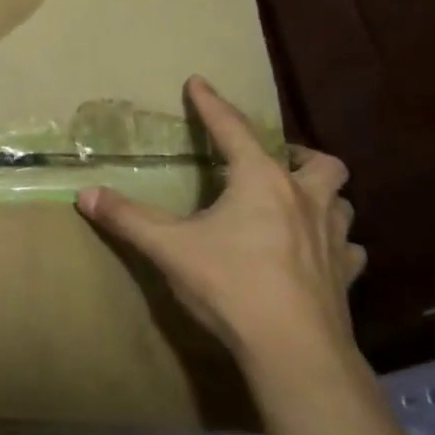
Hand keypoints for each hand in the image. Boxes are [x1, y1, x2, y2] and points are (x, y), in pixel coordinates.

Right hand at [76, 76, 364, 365]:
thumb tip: (86, 194)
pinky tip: (317, 254)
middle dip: (296, 154)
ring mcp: (333, 240)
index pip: (232, 130)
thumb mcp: (169, 248)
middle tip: (270, 162)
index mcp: (261, 183)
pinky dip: (334, 244)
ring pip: (341, 202)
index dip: (212, 104)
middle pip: (319, 162)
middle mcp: (304, 201)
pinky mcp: (345, 277)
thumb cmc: (230, 286)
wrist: (294, 353)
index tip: (199, 82)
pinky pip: (349, 249)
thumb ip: (127, 218)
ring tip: (295, 203)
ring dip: (321, 196)